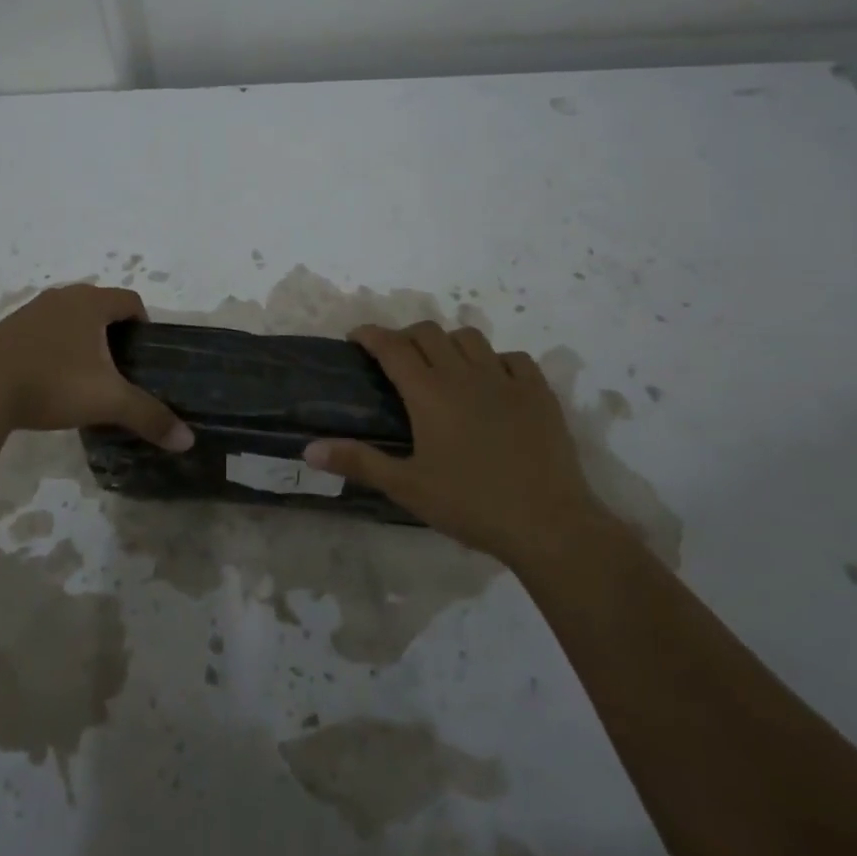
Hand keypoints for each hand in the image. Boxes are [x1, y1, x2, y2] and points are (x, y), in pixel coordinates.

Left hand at [0, 284, 193, 448]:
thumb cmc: (52, 384)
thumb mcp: (107, 401)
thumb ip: (149, 417)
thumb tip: (187, 440)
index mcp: (90, 303)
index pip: (131, 301)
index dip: (144, 324)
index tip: (145, 356)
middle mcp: (62, 297)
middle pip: (101, 306)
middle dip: (115, 333)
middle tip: (121, 369)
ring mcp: (31, 311)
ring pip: (70, 318)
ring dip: (83, 339)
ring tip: (87, 377)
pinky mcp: (7, 329)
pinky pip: (45, 330)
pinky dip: (56, 347)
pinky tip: (51, 379)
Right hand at [303, 321, 601, 564]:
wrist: (547, 523)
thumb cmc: (470, 505)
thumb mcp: (407, 488)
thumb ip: (358, 462)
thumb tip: (309, 449)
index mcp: (429, 393)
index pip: (392, 346)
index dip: (370, 334)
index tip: (356, 337)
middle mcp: (463, 373)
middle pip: (428, 332)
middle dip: (406, 336)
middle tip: (397, 359)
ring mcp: (505, 378)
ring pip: (470, 337)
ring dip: (449, 343)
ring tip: (443, 366)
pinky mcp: (538, 391)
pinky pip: (513, 357)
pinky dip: (496, 361)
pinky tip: (493, 382)